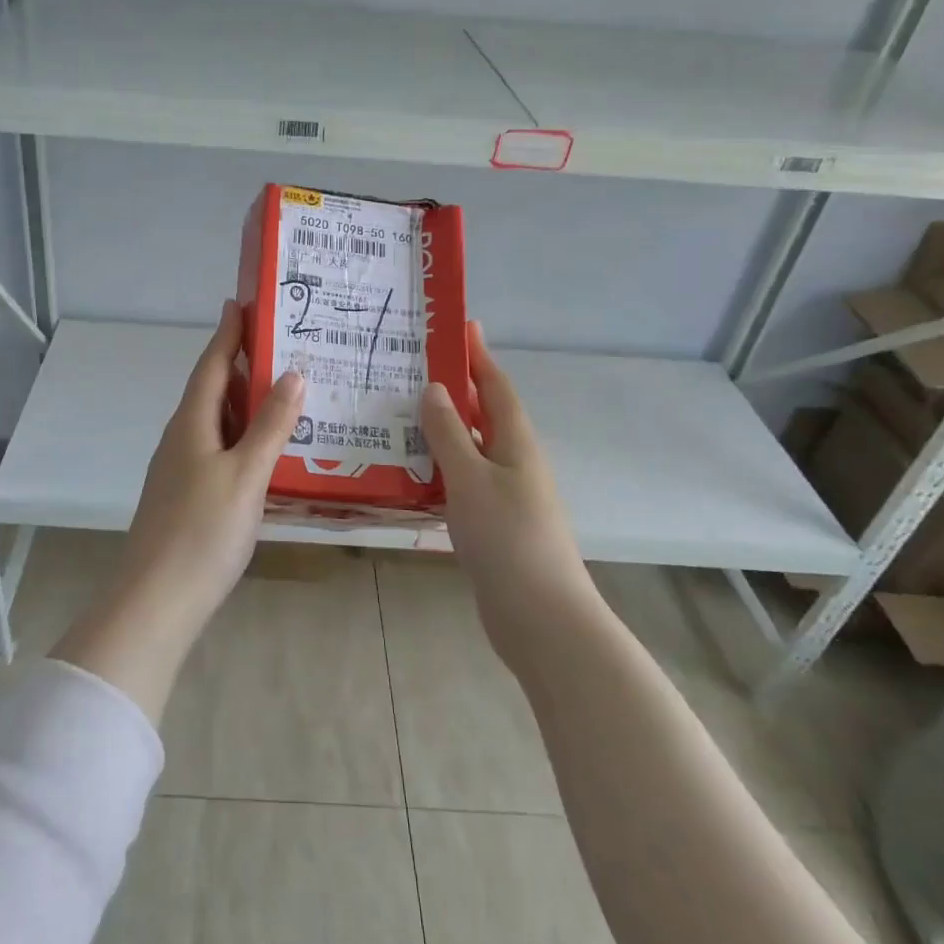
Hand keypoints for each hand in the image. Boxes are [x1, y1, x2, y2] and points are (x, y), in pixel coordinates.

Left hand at [120, 299, 303, 628]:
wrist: (156, 602)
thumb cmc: (203, 532)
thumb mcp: (246, 474)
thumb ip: (270, 425)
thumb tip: (293, 373)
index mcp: (192, 423)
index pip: (211, 364)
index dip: (228, 333)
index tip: (242, 302)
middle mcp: (182, 438)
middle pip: (213, 390)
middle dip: (243, 366)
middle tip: (285, 348)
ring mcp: (182, 469)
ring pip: (218, 423)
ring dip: (247, 404)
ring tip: (286, 394)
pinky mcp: (187, 496)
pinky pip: (220, 450)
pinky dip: (244, 438)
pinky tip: (268, 451)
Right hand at [420, 323, 594, 648]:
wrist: (540, 616)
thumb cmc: (506, 538)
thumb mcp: (470, 477)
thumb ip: (449, 432)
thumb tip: (436, 388)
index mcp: (516, 442)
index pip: (495, 386)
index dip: (479, 356)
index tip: (462, 326)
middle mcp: (514, 461)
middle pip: (485, 414)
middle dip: (457, 388)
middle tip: (416, 367)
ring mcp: (506, 494)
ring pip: (472, 447)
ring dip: (444, 428)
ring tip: (403, 412)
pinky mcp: (494, 523)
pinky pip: (464, 479)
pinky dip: (441, 465)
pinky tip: (414, 470)